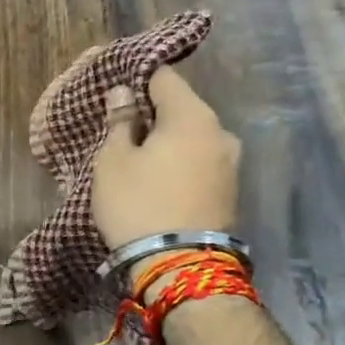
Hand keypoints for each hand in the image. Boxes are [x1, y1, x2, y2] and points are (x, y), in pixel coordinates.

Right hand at [91, 67, 241, 249]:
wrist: (178, 267)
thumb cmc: (137, 205)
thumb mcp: (113, 161)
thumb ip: (120, 122)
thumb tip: (124, 92)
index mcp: (192, 116)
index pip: (164, 77)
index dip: (137, 80)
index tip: (116, 95)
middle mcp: (221, 131)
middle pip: (182, 108)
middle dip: (154, 115)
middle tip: (123, 133)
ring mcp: (231, 163)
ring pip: (194, 138)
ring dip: (170, 143)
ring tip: (142, 162)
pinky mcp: (231, 191)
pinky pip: (202, 163)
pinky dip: (183, 165)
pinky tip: (162, 182)